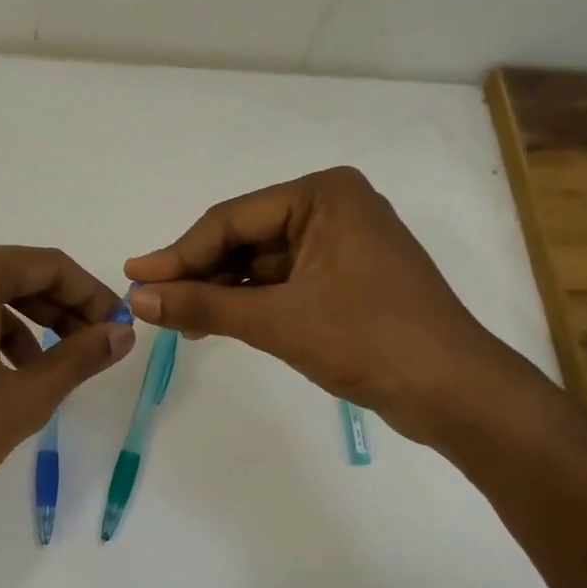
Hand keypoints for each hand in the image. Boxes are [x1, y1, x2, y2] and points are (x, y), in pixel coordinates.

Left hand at [0, 242, 133, 518]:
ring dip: (11, 325)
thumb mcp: (24, 398)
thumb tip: (121, 333)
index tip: (113, 328)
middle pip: (5, 275)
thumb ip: (79, 357)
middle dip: (52, 310)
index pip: (47, 267)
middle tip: (83, 348)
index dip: (90, 296)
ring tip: (34, 372)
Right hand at [124, 167, 535, 446]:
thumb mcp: (277, 321)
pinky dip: (249, 304)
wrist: (452, 391)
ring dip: (220, 292)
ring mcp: (342, 246)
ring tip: (177, 320)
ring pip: (261, 264)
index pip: (231, 221)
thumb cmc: (368, 340)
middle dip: (199, 274)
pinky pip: (282, 284)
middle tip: (150, 303)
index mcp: (323, 196)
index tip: (133, 277)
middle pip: (244, 239)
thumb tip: (137, 298)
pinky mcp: (346, 280)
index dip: (178, 254)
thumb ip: (204, 306)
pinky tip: (215, 323)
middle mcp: (333, 209)